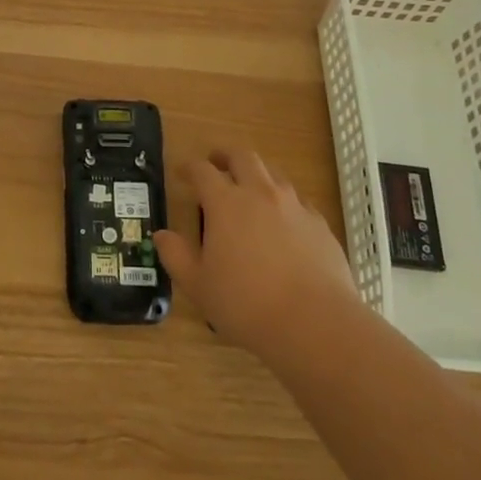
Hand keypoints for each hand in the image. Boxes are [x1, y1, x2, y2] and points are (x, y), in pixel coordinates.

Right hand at [154, 150, 359, 365]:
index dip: (190, 167)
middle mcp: (260, 193)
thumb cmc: (246, 304)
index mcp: (225, 203)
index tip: (182, 172)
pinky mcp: (320, 224)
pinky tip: (284, 222)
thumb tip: (161, 235)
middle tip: (216, 163)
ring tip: (250, 189)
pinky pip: (299, 201)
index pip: (202, 170)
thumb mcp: (198, 285)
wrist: (315, 323)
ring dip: (257, 174)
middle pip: (242, 157)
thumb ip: (176, 256)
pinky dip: (285, 202)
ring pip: (274, 174)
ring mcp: (294, 206)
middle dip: (226, 156)